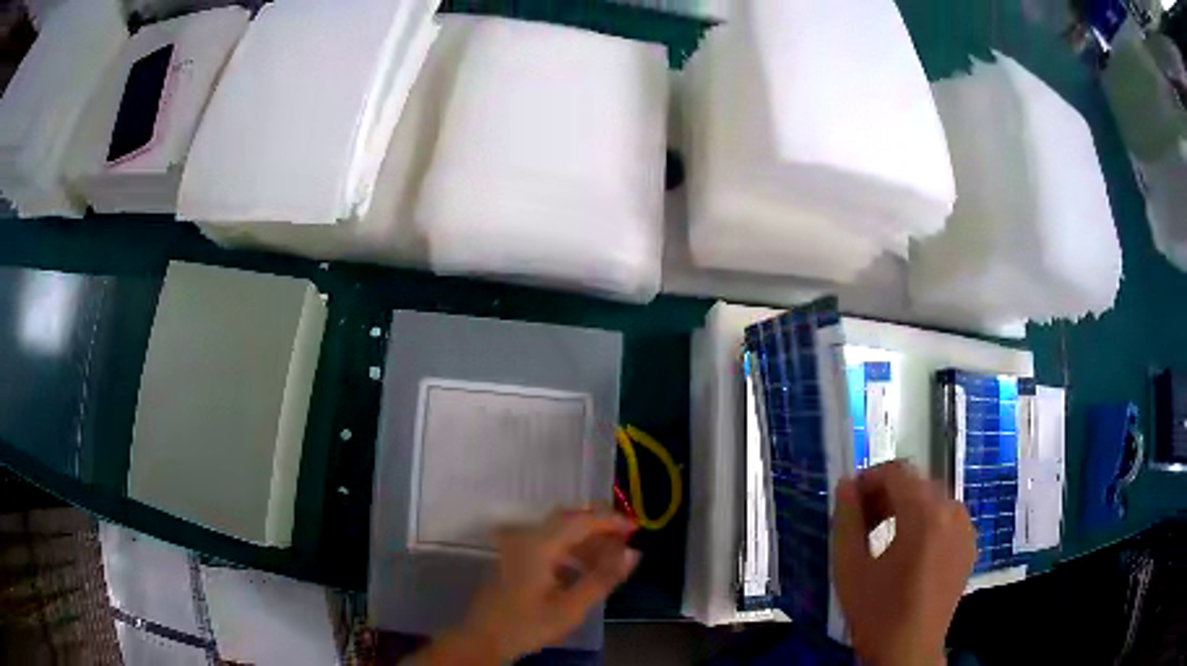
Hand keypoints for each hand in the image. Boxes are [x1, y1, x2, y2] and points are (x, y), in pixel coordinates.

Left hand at [416, 509, 638, 664]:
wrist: (484, 638)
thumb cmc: (527, 624)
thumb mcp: (571, 607)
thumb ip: (603, 578)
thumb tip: (632, 553)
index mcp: (539, 544)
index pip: (581, 520)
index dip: (611, 521)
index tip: (636, 529)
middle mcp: (526, 537)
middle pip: (569, 520)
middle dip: (599, 527)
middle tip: (625, 542)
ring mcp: (517, 546)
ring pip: (559, 532)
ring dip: (586, 540)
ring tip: (610, 559)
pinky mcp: (515, 558)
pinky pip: (549, 543)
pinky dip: (571, 550)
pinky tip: (584, 569)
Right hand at [833, 461, 976, 665]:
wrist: (909, 651)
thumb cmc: (876, 612)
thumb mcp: (850, 567)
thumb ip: (847, 519)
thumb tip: (847, 484)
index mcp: (924, 514)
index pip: (897, 472)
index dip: (869, 479)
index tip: (850, 501)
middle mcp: (952, 511)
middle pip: (916, 483)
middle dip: (886, 494)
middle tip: (862, 522)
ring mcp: (965, 527)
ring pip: (932, 498)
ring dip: (906, 507)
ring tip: (884, 537)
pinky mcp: (970, 544)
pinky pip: (946, 517)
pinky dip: (926, 521)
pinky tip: (909, 551)